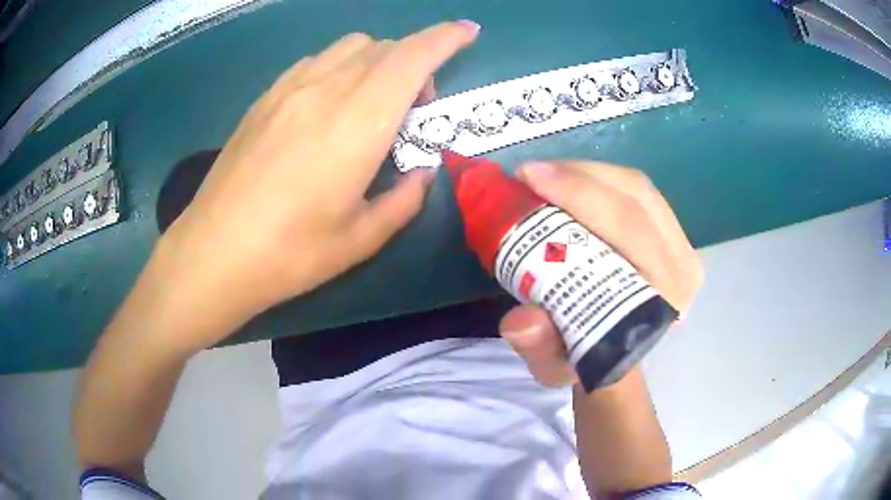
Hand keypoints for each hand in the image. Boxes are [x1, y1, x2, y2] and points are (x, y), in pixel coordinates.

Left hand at [153, 22, 479, 351]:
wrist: (212, 254)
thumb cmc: (289, 255)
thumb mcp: (360, 240)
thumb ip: (403, 200)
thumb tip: (422, 173)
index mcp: (357, 124)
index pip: (412, 58)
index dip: (446, 38)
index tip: (469, 32)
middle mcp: (326, 91)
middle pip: (384, 47)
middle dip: (415, 61)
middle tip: (416, 107)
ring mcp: (289, 89)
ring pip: (349, 47)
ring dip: (378, 61)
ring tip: (372, 102)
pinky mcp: (265, 98)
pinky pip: (316, 61)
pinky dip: (341, 67)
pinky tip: (331, 103)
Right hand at [498, 161, 702, 386]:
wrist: (615, 355)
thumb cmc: (587, 359)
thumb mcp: (555, 366)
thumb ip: (540, 348)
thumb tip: (521, 319)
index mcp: (662, 300)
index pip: (631, 231)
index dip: (580, 195)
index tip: (529, 180)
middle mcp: (683, 268)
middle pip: (635, 197)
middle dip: (577, 176)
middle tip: (527, 173)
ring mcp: (682, 245)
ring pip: (637, 186)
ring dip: (586, 171)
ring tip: (542, 174)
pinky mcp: (672, 232)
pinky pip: (637, 189)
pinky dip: (598, 177)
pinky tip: (567, 180)